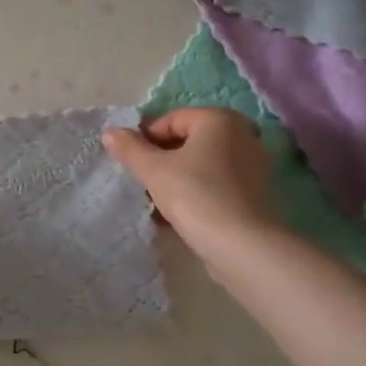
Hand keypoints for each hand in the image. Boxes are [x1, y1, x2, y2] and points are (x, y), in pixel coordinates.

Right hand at [102, 108, 276, 249]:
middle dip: (161, 159)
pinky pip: (216, 184)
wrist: (241, 245)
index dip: (145, 138)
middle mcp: (243, 134)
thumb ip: (130, 148)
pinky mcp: (256, 193)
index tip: (130, 162)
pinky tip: (177, 215)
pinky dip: (196, 192)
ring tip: (155, 202)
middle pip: (188, 141)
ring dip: (176, 178)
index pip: (171, 119)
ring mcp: (253, 165)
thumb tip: (110, 132)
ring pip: (202, 165)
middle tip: (142, 181)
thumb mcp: (153, 169)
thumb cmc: (195, 195)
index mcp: (219, 119)